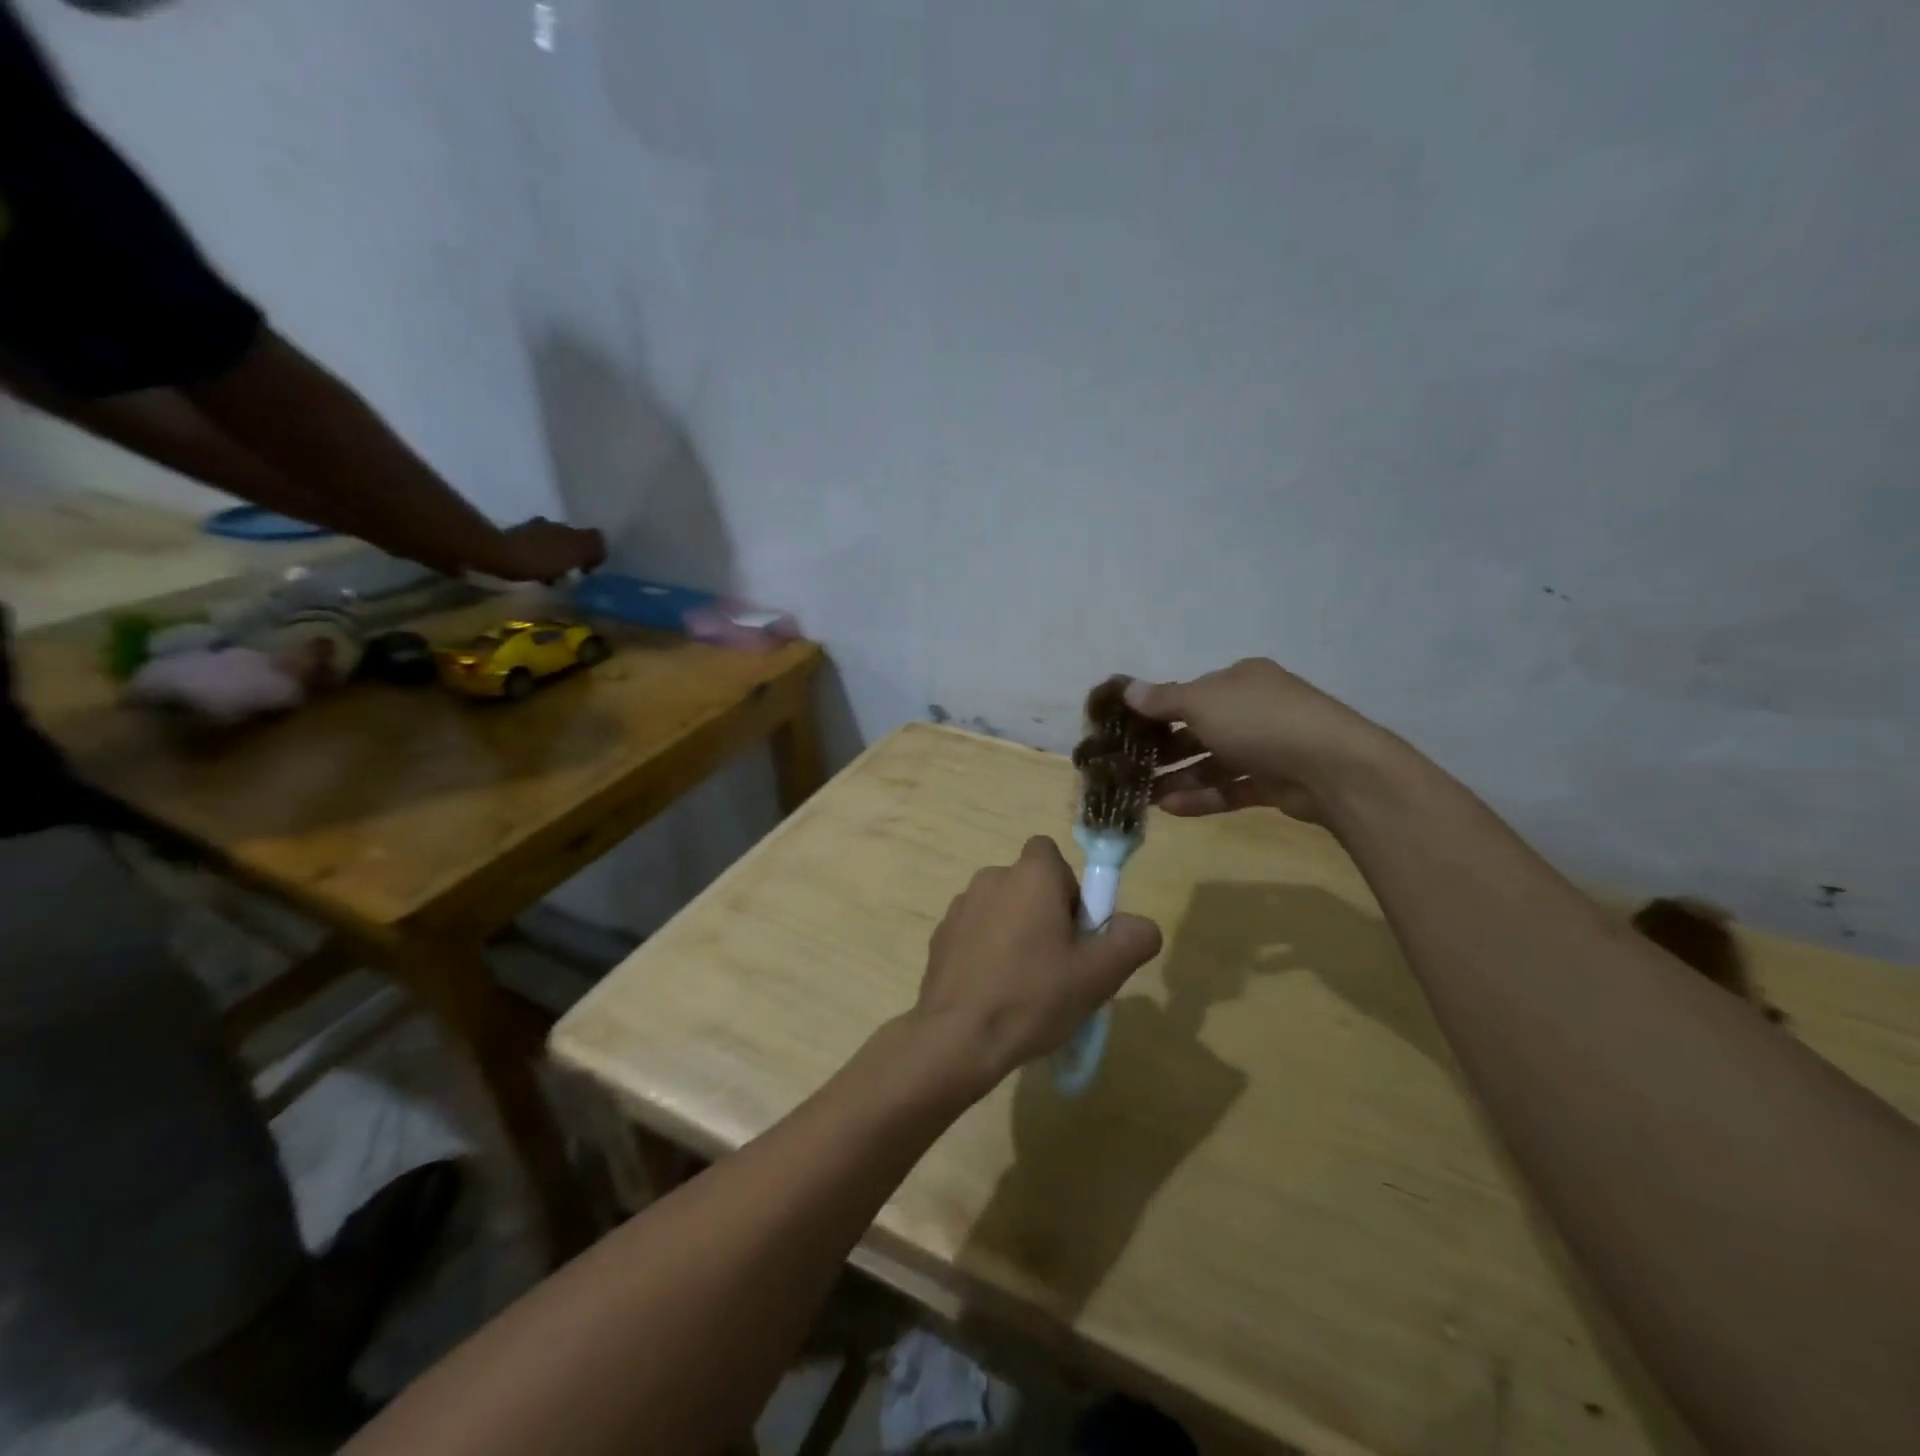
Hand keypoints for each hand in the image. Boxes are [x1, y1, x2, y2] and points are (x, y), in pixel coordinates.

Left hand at [482, 518, 606, 582]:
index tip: (587, 572)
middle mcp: (550, 525)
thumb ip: (594, 547)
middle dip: (571, 555)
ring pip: (550, 545)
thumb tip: (601, 549)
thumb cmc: (541, 558)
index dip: (592, 554)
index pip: (590, 537)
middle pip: (569, 540)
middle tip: (570, 576)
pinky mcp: (511, 541)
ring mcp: (529, 532)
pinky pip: (532, 551)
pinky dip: (537, 561)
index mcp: (568, 528)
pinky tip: (534, 574)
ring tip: (551, 578)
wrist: (496, 555)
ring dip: (554, 558)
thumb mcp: (577, 551)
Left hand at [916, 837, 1160, 1084]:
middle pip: (1029, 885)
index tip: (1076, 929)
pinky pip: (976, 933)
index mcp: (1030, 875)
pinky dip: (988, 951)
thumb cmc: (1034, 996)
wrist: (958, 1036)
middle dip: (1046, 914)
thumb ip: (1130, 941)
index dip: (1070, 887)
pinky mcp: (940, 936)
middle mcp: (992, 878)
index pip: (1052, 855)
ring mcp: (960, 906)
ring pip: (1002, 910)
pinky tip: (995, 993)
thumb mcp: (1099, 974)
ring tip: (1025, 985)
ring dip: (1016, 933)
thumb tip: (1142, 926)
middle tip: (1059, 964)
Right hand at [1126, 658, 1403, 823]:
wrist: (1332, 767)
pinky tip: (1170, 808)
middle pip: (1199, 729)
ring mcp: (1266, 748)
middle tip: (1129, 768)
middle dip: (1163, 750)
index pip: (1190, 694)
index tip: (1126, 731)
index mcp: (1240, 680)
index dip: (1157, 711)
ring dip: (1178, 778)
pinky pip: (1230, 788)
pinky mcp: (1275, 783)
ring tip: (1142, 796)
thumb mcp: (1202, 702)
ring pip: (1212, 763)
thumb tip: (1126, 689)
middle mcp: (1253, 709)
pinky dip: (1202, 797)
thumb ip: (1163, 700)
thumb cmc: (1259, 721)